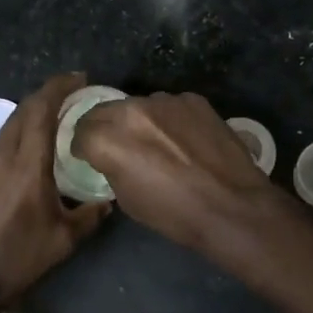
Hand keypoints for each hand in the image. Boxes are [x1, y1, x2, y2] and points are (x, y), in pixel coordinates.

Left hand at [0, 72, 107, 312]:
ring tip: (57, 115)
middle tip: (73, 92)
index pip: (41, 110)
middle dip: (48, 92)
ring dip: (33, 110)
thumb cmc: (17, 258)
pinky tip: (35, 146)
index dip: (59, 87)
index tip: (80, 78)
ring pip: (11, 123)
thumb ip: (90, 216)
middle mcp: (4, 156)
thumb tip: (108, 201)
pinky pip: (3, 140)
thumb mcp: (64, 240)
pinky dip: (22, 130)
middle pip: (24, 109)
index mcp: (27, 165)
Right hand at [73, 91, 277, 253]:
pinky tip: (184, 140)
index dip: (84, 147)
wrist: (231, 206)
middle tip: (118, 147)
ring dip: (139, 121)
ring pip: (139, 105)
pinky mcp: (193, 99)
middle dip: (105, 127)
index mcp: (109, 139)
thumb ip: (112, 168)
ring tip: (157, 143)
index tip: (91, 156)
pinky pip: (170, 105)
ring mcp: (165, 100)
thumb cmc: (174, 213)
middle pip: (105, 111)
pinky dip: (170, 119)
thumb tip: (113, 158)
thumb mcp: (128, 200)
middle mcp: (132, 110)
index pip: (81, 132)